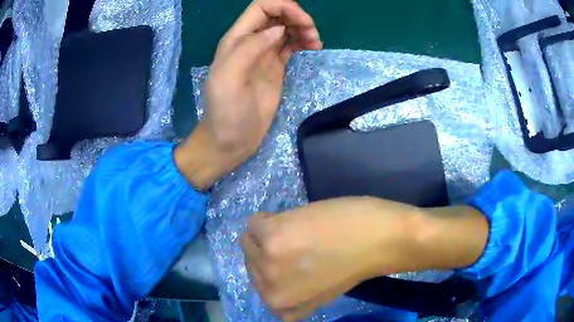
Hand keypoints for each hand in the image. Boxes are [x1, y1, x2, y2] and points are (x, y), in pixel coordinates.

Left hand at [175, 0, 321, 189]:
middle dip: (296, 17)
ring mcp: (264, 54)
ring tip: (315, 42)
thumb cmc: (226, 112)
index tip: (303, 21)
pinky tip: (312, 47)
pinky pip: (290, 44)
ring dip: (303, 28)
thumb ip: (249, 48)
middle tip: (312, 33)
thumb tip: (278, 29)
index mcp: (236, 39)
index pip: (261, 7)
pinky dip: (302, 41)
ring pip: (286, 28)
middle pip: (276, 14)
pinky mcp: (274, 66)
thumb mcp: (229, 79)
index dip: (283, 7)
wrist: (230, 139)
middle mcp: (250, 42)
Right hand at [241, 197, 425, 320]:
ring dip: (271, 234)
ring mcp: (267, 264)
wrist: (380, 240)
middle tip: (300, 244)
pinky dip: (270, 219)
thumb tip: (272, 272)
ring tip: (300, 232)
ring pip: (249, 241)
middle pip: (252, 262)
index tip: (294, 260)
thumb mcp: (319, 292)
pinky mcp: (271, 237)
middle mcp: (268, 291)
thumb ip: (293, 291)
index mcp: (280, 306)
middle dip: (272, 250)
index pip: (259, 284)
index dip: (275, 267)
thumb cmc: (355, 266)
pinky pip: (253, 223)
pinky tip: (295, 220)